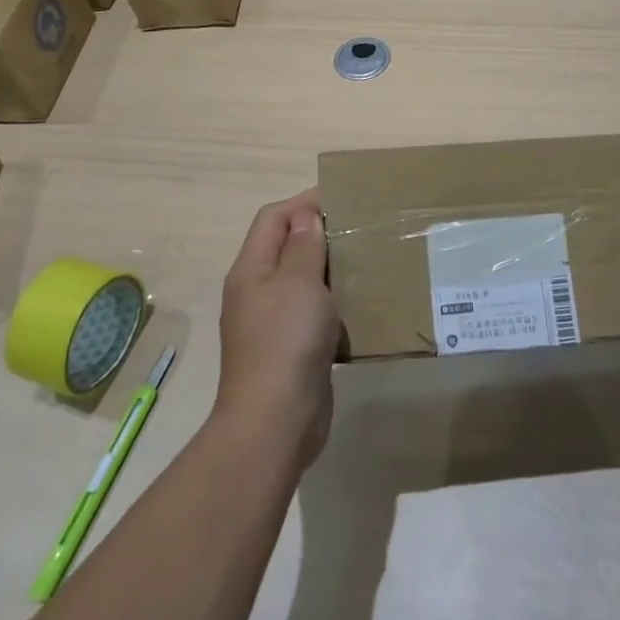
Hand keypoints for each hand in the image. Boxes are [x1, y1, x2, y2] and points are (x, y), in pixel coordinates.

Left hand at [215, 190, 339, 464]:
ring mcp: (272, 322)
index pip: (273, 218)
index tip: (343, 198)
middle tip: (361, 229)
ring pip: (302, 281)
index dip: (304, 203)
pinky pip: (313, 312)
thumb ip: (303, 246)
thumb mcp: (298, 284)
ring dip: (331, 268)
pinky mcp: (291, 348)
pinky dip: (335, 302)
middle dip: (320, 233)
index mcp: (251, 270)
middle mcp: (257, 291)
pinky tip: (361, 304)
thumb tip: (306, 215)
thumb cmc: (286, 341)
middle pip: (285, 247)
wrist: (276, 421)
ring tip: (367, 261)